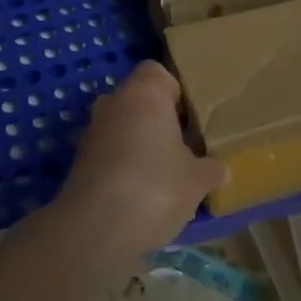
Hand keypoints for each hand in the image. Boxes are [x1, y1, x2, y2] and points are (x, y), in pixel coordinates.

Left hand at [59, 62, 224, 265]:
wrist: (95, 228)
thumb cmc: (155, 186)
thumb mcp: (197, 180)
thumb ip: (211, 169)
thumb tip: (220, 169)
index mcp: (144, 92)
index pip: (157, 72)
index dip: (176, 92)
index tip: (192, 118)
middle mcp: (113, 102)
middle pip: (139, 100)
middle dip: (160, 120)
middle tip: (186, 146)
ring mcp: (92, 131)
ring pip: (123, 127)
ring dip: (141, 144)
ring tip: (167, 174)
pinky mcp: (79, 162)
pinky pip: (110, 152)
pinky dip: (124, 165)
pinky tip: (142, 193)